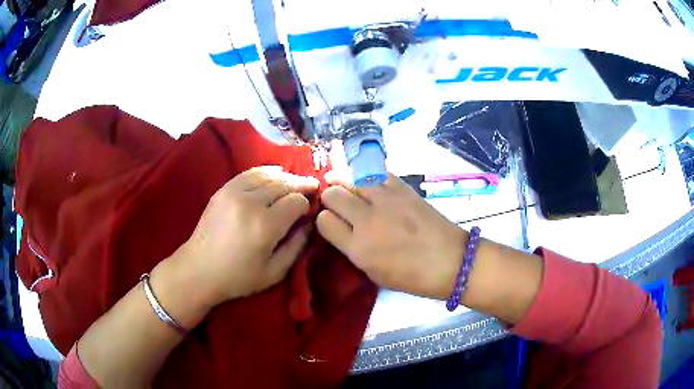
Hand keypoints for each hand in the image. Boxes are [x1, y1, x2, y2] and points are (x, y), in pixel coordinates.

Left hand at [175, 166, 318, 306]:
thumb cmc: (238, 277)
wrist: (199, 269)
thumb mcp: (275, 272)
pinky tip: (275, 175)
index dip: (307, 204)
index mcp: (265, 226)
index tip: (310, 210)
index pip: (296, 201)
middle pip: (284, 183)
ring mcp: (234, 192)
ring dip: (285, 177)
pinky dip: (266, 172)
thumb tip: (309, 223)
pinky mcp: (223, 189)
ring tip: (294, 183)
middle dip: (301, 185)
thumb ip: (297, 246)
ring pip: (269, 174)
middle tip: (312, 188)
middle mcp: (250, 202)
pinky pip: (250, 172)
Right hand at [316, 173, 465, 299]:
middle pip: (332, 194)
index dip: (324, 220)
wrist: (450, 261)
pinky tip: (367, 181)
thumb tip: (341, 228)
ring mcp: (386, 199)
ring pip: (350, 177)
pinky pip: (375, 172)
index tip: (331, 221)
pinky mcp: (402, 188)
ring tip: (343, 183)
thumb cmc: (412, 276)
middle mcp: (366, 220)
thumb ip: (352, 249)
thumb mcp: (373, 273)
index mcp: (358, 248)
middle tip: (336, 202)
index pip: (323, 221)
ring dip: (343, 181)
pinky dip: (366, 176)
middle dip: (329, 197)